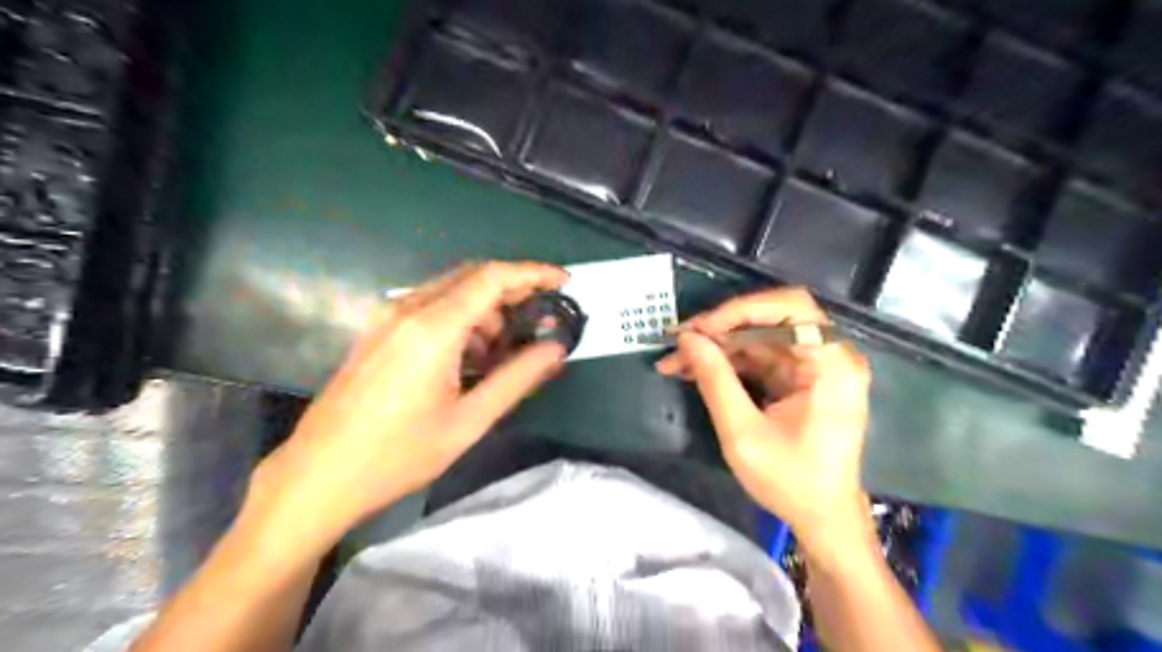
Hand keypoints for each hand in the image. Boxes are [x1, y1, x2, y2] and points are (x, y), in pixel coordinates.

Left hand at [246, 261, 568, 543]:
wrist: (319, 474)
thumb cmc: (398, 454)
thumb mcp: (469, 421)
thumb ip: (518, 378)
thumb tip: (556, 349)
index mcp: (433, 328)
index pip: (493, 278)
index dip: (533, 273)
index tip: (564, 282)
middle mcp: (408, 310)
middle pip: (473, 276)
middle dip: (513, 290)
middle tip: (540, 318)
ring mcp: (387, 318)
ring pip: (451, 291)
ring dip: (486, 309)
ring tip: (504, 351)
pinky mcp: (378, 331)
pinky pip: (430, 307)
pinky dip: (461, 319)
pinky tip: (469, 357)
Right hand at [652, 290, 870, 549]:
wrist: (824, 519)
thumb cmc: (791, 481)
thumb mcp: (743, 433)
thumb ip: (715, 380)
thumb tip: (687, 339)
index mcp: (831, 364)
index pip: (789, 308)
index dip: (740, 310)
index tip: (699, 330)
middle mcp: (830, 355)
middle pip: (771, 319)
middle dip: (721, 329)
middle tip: (679, 342)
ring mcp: (816, 366)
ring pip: (759, 337)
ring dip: (718, 347)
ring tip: (676, 360)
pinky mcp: (802, 378)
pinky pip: (760, 357)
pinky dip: (728, 362)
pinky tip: (696, 370)